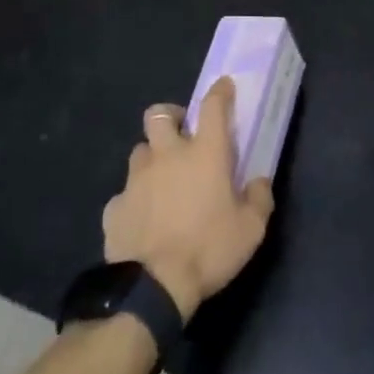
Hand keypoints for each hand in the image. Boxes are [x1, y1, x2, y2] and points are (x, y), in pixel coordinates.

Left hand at [102, 77, 274, 320]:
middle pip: (159, 114)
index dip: (219, 92)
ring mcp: (136, 180)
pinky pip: (125, 193)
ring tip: (162, 178)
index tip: (224, 86)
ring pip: (140, 151)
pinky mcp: (115, 207)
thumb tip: (259, 181)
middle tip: (182, 132)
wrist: (153, 287)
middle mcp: (167, 156)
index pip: (212, 107)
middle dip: (171, 116)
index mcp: (204, 154)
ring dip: (152, 156)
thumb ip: (259, 199)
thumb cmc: (209, 249)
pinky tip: (144, 218)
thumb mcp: (251, 230)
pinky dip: (135, 199)